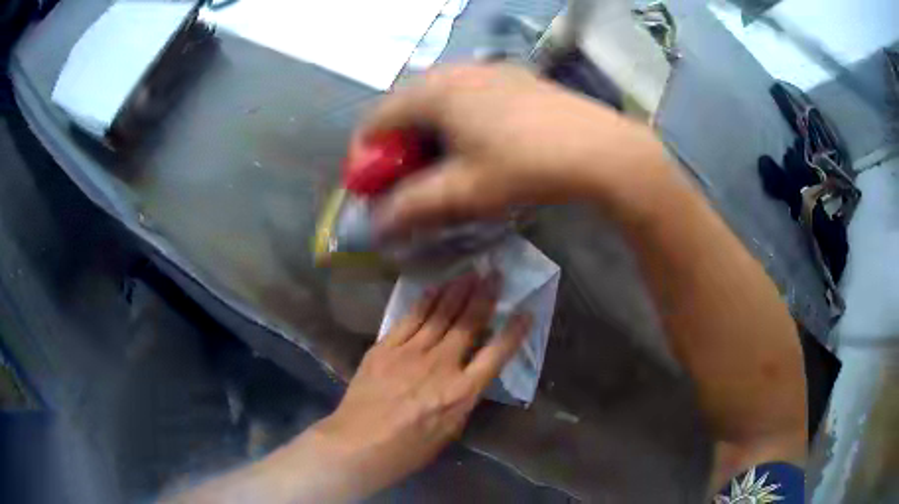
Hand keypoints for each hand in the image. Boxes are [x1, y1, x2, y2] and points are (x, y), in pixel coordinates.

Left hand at [305, 271, 529, 499]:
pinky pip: (409, 319)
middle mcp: (441, 365)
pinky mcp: (385, 348)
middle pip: (467, 324)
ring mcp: (410, 353)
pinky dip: (424, 302)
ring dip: (457, 291)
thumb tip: (469, 375)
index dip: (513, 332)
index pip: (496, 354)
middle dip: (484, 296)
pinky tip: (434, 289)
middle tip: (494, 274)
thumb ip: (463, 398)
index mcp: (462, 392)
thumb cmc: (408, 449)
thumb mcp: (449, 431)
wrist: (358, 444)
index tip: (525, 312)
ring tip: (470, 273)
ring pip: (439, 314)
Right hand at [360, 64, 671, 237]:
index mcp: (433, 92)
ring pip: (438, 98)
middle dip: (398, 146)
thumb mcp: (463, 193)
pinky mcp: (513, 76)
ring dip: (428, 131)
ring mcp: (487, 69)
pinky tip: (479, 142)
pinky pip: (467, 94)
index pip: (376, 120)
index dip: (366, 157)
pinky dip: (457, 118)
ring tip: (444, 163)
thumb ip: (411, 207)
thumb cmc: (524, 167)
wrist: (598, 149)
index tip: (374, 187)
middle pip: (405, 107)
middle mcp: (454, 70)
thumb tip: (377, 224)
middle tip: (409, 179)